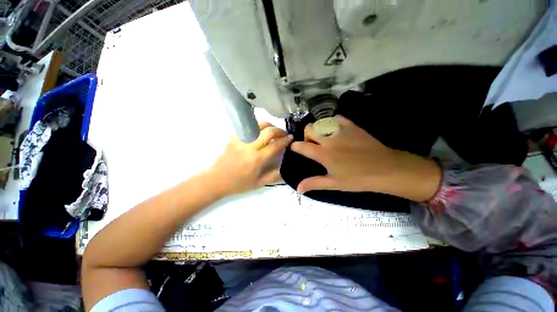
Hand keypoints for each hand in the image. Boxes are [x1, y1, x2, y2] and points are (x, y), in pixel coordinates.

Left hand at [208, 122, 292, 195]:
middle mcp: (249, 147)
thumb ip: (274, 176)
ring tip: (272, 131)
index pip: (275, 145)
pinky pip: (247, 127)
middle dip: (279, 130)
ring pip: (257, 125)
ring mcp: (240, 140)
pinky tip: (259, 132)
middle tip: (283, 133)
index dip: (285, 140)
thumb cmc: (238, 184)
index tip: (291, 138)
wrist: (216, 180)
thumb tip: (285, 167)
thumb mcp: (259, 184)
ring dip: (268, 125)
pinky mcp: (233, 138)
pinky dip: (256, 127)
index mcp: (256, 160)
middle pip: (268, 131)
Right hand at [290, 115, 440, 201]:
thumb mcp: (334, 183)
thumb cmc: (358, 178)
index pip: (302, 146)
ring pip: (321, 122)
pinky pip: (337, 118)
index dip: (295, 147)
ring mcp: (341, 130)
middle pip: (309, 128)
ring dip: (318, 129)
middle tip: (313, 145)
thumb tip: (298, 189)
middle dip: (306, 135)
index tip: (295, 148)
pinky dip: (332, 123)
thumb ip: (314, 183)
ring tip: (324, 138)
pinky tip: (336, 131)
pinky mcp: (352, 126)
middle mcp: (329, 139)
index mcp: (323, 154)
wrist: (385, 168)